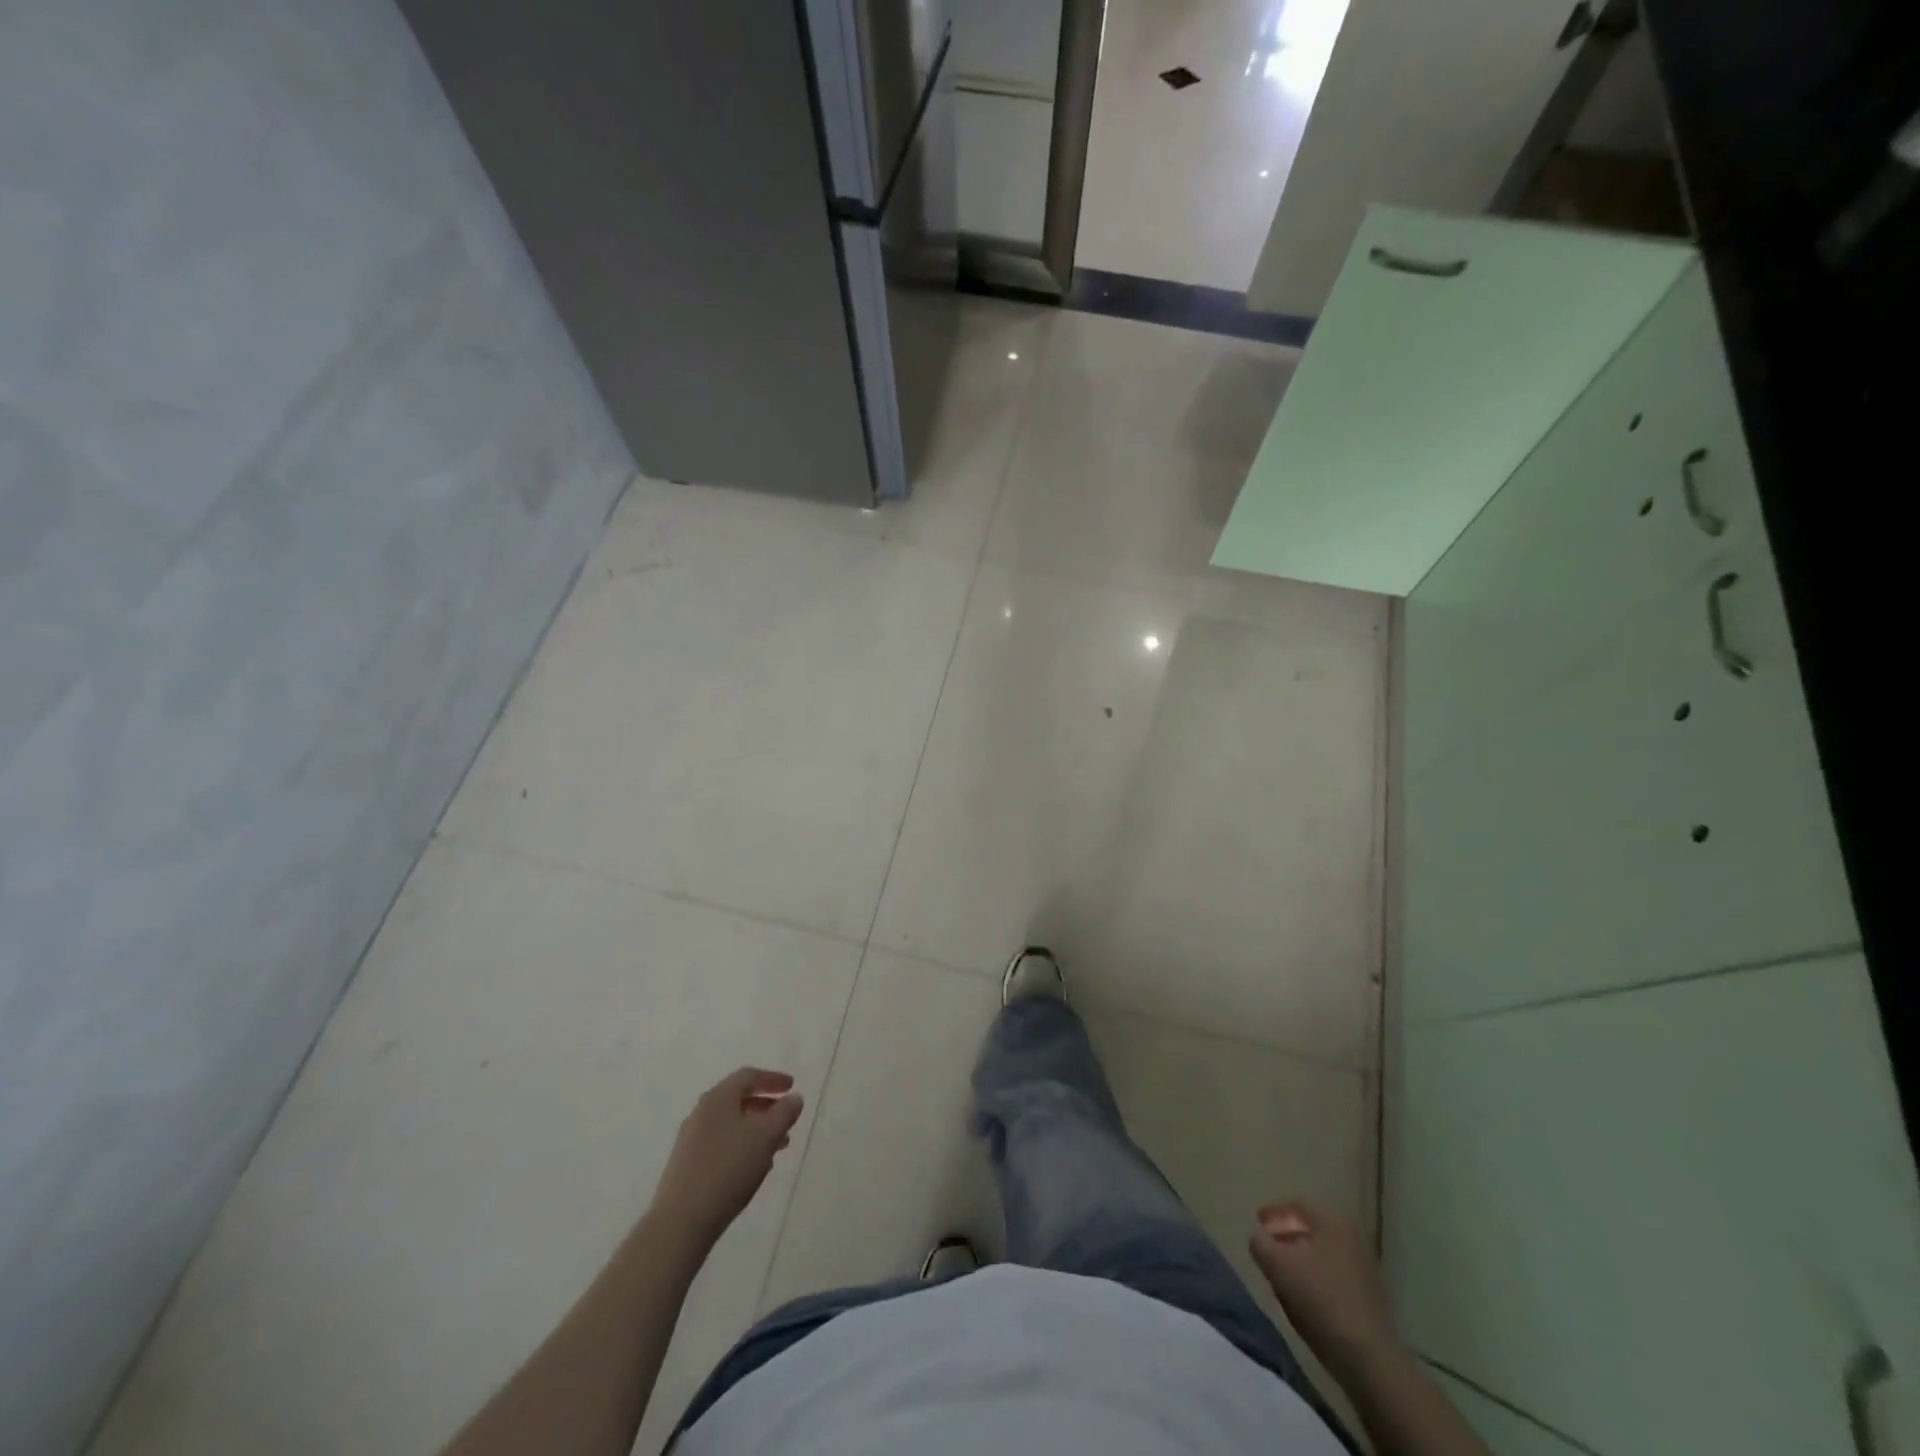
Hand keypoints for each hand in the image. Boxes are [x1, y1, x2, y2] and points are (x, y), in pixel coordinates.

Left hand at [652, 1068, 803, 1243]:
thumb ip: (784, 1113)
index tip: (792, 1086)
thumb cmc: (728, 1168)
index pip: (748, 1076)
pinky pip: (720, 1144)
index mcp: (718, 1098)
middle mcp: (701, 1112)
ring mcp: (690, 1139)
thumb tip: (794, 1098)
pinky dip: (741, 1146)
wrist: (681, 1221)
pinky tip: (752, 1167)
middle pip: (738, 1099)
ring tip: (777, 1147)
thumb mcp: (766, 1136)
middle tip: (786, 1117)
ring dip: (755, 1129)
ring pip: (730, 1124)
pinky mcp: (686, 1165)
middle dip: (766, 1106)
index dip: (773, 1079)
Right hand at [1250, 1201, 1399, 1380]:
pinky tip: (1303, 1294)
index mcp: (1333, 1221)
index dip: (1273, 1213)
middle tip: (1267, 1246)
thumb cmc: (1319, 1299)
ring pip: (1321, 1252)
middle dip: (1286, 1235)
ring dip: (1300, 1257)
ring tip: (1280, 1272)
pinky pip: (1333, 1273)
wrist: (1368, 1357)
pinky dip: (1315, 1276)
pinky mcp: (1368, 1295)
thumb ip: (1260, 1243)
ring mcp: (1364, 1267)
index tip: (1256, 1223)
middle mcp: (1352, 1236)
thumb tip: (1258, 1238)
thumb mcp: (1277, 1265)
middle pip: (1310, 1228)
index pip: (1296, 1205)